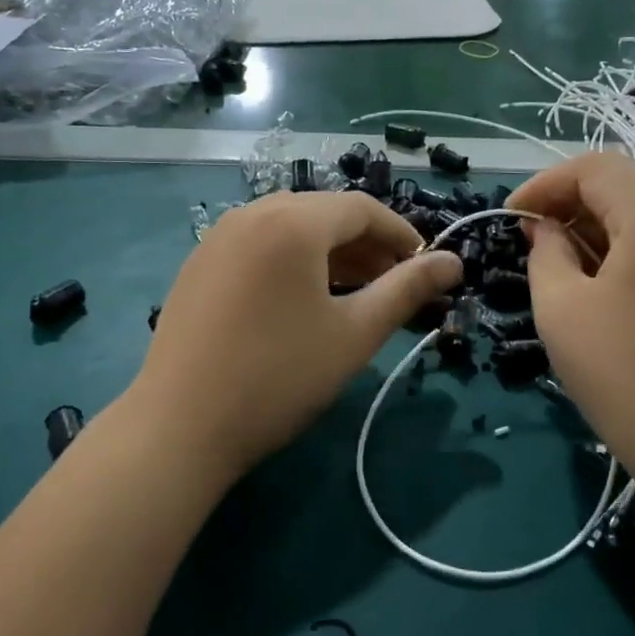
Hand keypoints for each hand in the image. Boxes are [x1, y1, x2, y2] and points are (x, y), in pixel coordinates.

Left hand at [129, 192, 461, 486]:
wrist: (179, 427)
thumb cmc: (279, 377)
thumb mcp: (354, 334)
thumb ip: (408, 289)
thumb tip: (454, 261)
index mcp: (291, 222)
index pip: (361, 208)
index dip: (401, 234)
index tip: (426, 267)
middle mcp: (250, 214)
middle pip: (323, 214)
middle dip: (367, 244)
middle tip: (395, 284)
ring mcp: (217, 239)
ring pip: (289, 229)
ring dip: (330, 254)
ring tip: (357, 294)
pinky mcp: (197, 266)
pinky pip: (259, 247)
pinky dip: (292, 262)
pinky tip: (303, 301)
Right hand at [509, 153, 634, 487]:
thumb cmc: (620, 372)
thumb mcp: (561, 306)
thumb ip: (545, 252)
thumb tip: (544, 228)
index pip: (595, 167)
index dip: (545, 184)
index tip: (511, 218)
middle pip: (622, 182)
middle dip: (568, 198)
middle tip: (528, 235)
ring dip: (591, 222)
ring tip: (553, 258)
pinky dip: (617, 245)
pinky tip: (591, 280)